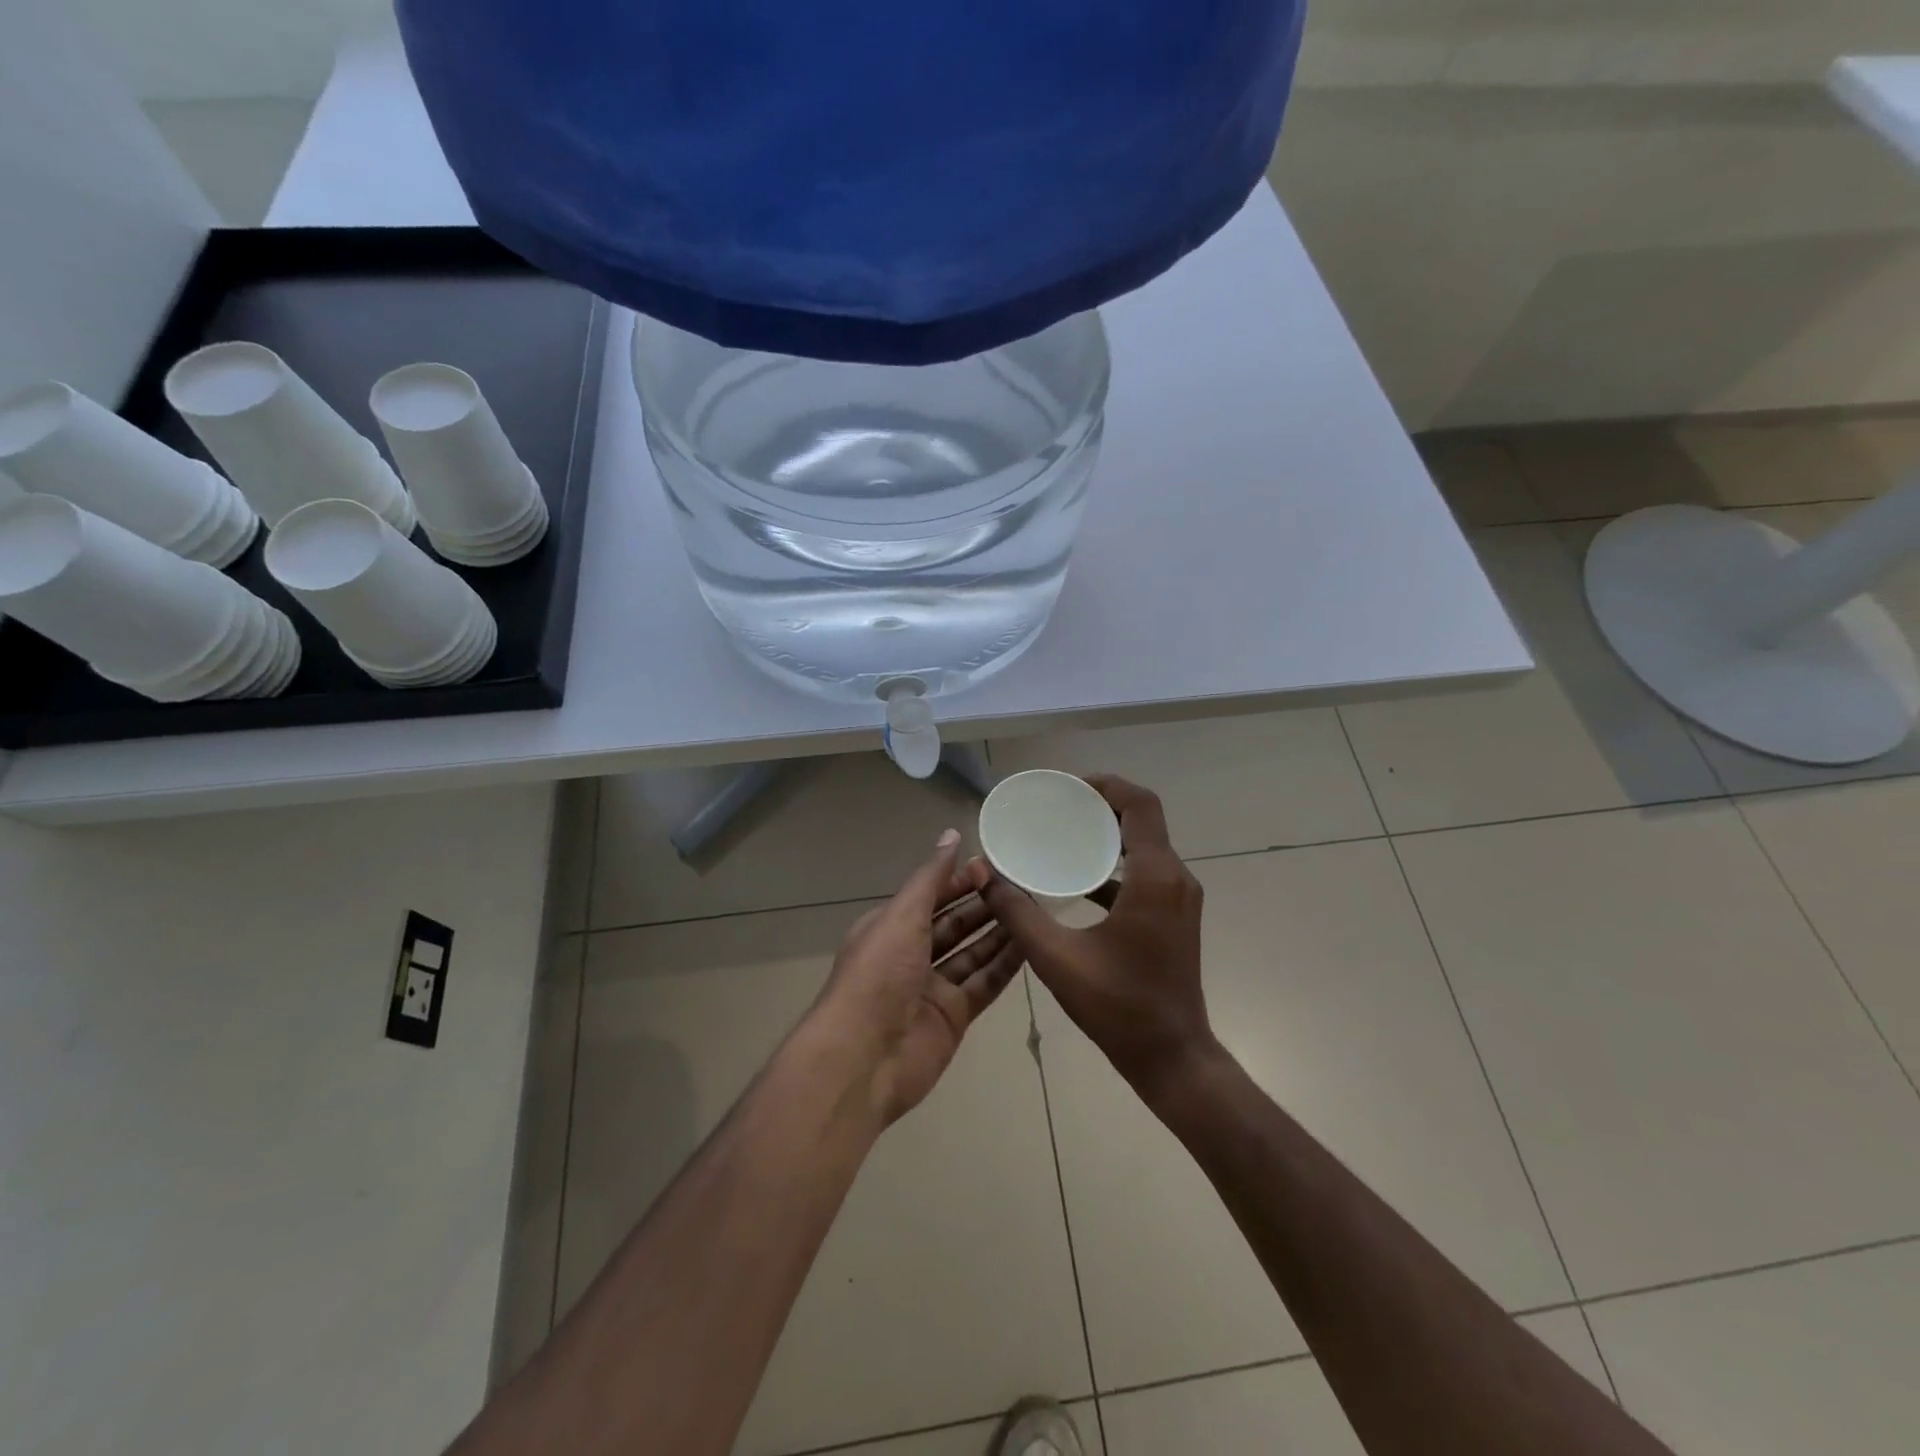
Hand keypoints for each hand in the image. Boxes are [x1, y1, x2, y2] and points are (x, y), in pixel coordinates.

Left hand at [809, 830, 1025, 1125]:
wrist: (864, 1058)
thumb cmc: (878, 974)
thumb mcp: (902, 916)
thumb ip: (931, 878)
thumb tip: (951, 835)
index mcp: (890, 927)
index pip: (930, 896)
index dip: (959, 880)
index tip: (993, 866)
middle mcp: (911, 954)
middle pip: (953, 923)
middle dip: (983, 905)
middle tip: (1022, 886)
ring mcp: (933, 987)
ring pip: (972, 953)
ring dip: (999, 932)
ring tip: (1033, 910)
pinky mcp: (953, 1016)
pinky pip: (984, 984)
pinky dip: (1005, 966)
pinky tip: (1031, 945)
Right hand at [975, 776, 1216, 1096]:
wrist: (1173, 1057)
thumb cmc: (1119, 1007)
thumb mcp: (1057, 958)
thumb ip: (1018, 913)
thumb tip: (986, 876)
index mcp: (1155, 878)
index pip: (1140, 804)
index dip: (1106, 785)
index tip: (1068, 788)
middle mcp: (1175, 878)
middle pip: (1143, 819)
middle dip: (1102, 806)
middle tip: (1059, 807)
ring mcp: (1179, 899)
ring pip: (1145, 846)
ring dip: (1108, 835)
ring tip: (1064, 835)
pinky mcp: (1175, 917)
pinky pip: (1145, 874)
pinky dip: (1115, 866)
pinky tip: (1078, 881)